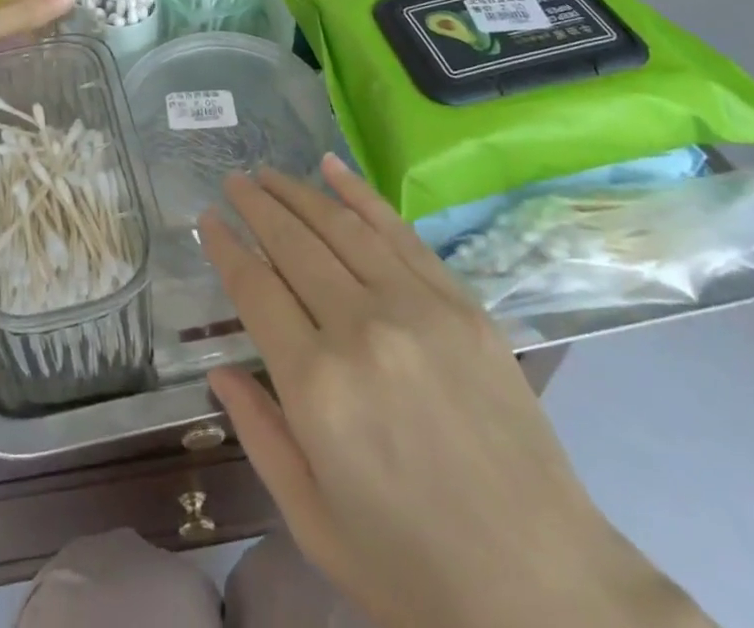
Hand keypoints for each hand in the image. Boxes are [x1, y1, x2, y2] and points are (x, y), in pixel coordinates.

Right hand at [202, 157, 708, 627]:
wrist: (546, 591)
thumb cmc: (415, 571)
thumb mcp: (315, 523)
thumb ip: (259, 435)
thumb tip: (218, 368)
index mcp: (316, 387)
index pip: (254, 289)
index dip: (226, 247)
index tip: (207, 219)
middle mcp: (361, 329)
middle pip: (293, 245)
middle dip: (256, 206)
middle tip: (232, 181)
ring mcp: (417, 309)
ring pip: (341, 227)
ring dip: (298, 192)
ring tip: (268, 173)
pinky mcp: (461, 304)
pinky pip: (398, 233)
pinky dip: (360, 194)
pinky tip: (333, 168)